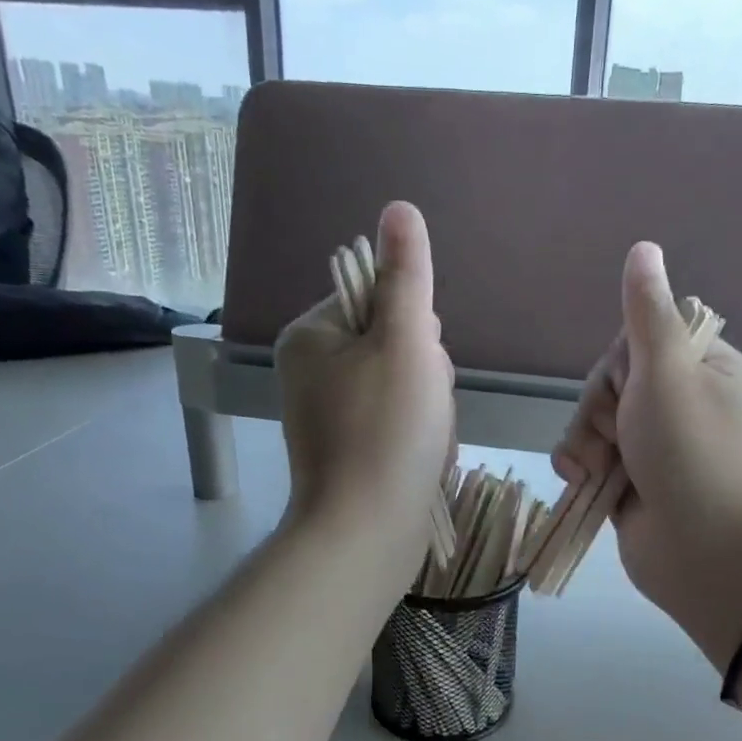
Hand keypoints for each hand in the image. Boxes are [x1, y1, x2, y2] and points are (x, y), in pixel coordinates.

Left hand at [276, 201, 454, 567]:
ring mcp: (330, 415)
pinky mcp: (351, 451)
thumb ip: (407, 276)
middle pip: (395, 345)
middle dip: (426, 376)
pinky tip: (422, 459)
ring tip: (425, 442)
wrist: (368, 532)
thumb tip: (399, 208)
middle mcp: (312, 371)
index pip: (381, 301)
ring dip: (430, 409)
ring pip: (406, 387)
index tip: (420, 367)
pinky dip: (419, 438)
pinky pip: (399, 424)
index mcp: (312, 336)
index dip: (416, 331)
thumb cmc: (387, 432)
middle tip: (423, 410)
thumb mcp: (405, 342)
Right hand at [553, 242, 741, 666]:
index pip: (641, 339)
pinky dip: (581, 468)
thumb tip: (644, 247)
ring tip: (595, 470)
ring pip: (594, 422)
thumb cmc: (692, 456)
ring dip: (585, 443)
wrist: (706, 555)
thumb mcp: (667, 374)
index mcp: (705, 370)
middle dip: (600, 410)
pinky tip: (582, 482)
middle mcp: (681, 404)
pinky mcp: (631, 483)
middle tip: (617, 435)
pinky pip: (590, 458)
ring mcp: (655, 447)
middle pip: (611, 382)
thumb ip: (647, 314)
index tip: (629, 386)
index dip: (621, 363)